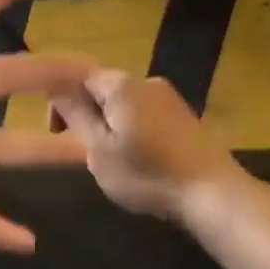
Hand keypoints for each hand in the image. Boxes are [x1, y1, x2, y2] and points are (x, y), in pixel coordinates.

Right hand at [49, 69, 249, 226]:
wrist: (214, 194)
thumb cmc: (148, 174)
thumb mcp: (100, 151)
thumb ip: (76, 115)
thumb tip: (55, 87)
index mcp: (121, 84)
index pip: (78, 75)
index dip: (60, 100)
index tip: (56, 131)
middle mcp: (145, 80)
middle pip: (102, 87)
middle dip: (86, 113)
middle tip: (83, 150)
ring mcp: (169, 97)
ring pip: (124, 102)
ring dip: (110, 123)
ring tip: (111, 159)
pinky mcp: (184, 115)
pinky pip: (146, 113)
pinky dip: (133, 129)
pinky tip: (139, 160)